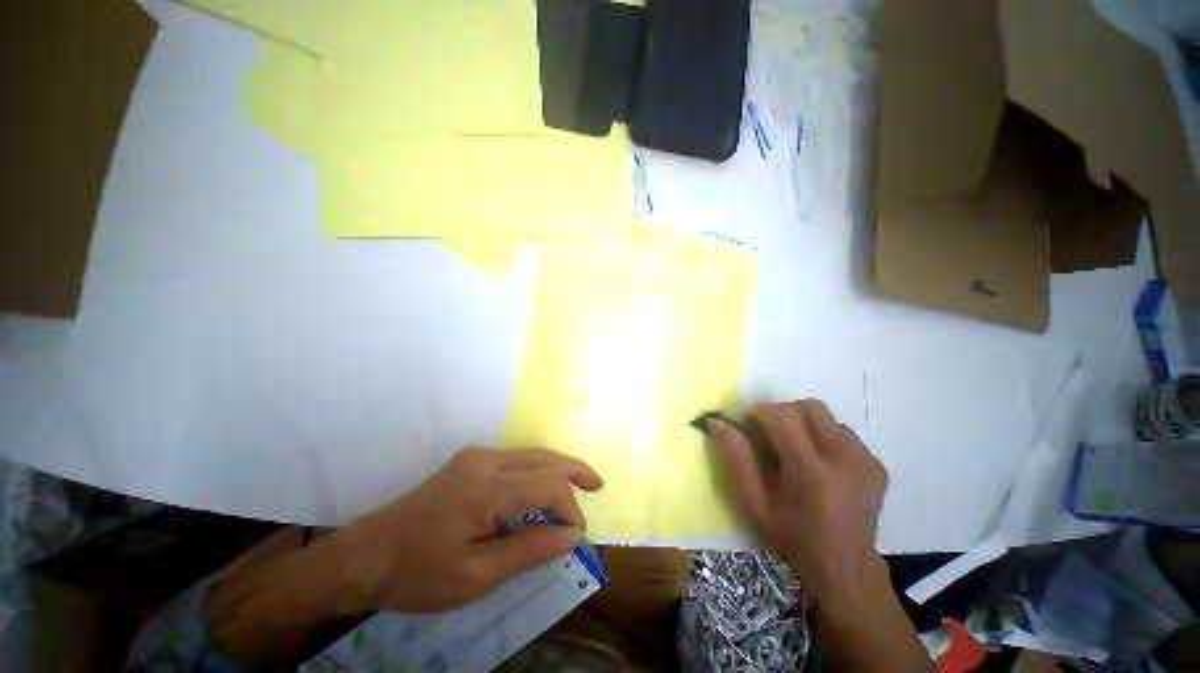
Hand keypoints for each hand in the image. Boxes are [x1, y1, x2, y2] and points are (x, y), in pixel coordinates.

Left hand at [328, 447, 603, 613]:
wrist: (366, 556)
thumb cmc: (418, 574)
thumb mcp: (476, 576)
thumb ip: (530, 550)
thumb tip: (572, 535)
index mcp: (485, 486)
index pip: (547, 485)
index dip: (569, 507)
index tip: (577, 535)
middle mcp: (485, 460)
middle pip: (544, 458)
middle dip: (575, 471)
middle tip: (599, 485)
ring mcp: (477, 456)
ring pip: (533, 455)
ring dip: (559, 469)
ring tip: (582, 484)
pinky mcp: (472, 461)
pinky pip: (517, 461)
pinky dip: (540, 472)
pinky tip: (547, 487)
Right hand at [707, 400, 889, 604]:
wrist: (845, 570)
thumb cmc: (792, 539)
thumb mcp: (754, 504)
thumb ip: (736, 459)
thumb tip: (718, 422)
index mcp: (811, 473)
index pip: (783, 416)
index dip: (760, 411)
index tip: (748, 423)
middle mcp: (845, 460)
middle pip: (809, 407)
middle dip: (783, 412)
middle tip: (769, 434)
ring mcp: (866, 461)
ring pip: (827, 417)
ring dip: (804, 424)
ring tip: (795, 450)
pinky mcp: (877, 465)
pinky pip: (843, 432)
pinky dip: (824, 437)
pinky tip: (819, 463)